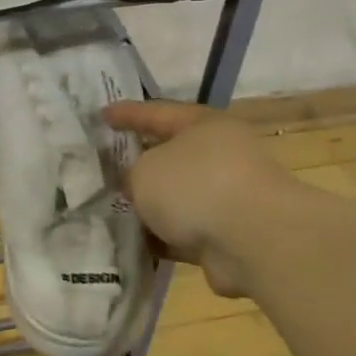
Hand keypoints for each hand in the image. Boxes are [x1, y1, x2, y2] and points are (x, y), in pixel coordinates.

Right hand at [102, 100, 287, 297]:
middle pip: (169, 156)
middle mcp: (219, 156)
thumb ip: (131, 174)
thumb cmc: (196, 186)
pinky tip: (130, 243)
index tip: (100, 115)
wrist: (254, 241)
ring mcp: (226, 198)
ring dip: (148, 206)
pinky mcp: (226, 236)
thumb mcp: (145, 171)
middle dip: (136, 164)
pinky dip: (160, 237)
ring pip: (175, 198)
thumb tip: (136, 186)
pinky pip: (182, 232)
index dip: (127, 113)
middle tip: (101, 167)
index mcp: (204, 126)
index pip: (157, 113)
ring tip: (107, 210)